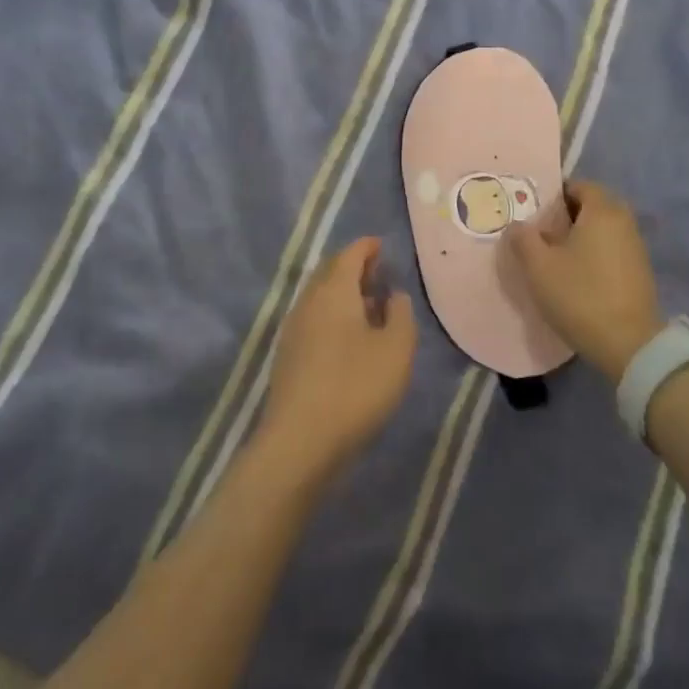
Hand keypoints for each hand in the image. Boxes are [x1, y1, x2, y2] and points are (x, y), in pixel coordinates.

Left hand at [257, 238, 416, 481]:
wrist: (300, 441)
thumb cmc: (355, 387)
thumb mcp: (396, 349)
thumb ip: (400, 314)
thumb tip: (393, 294)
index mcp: (334, 290)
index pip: (350, 254)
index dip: (368, 247)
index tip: (384, 246)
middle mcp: (309, 301)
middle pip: (330, 272)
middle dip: (354, 267)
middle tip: (380, 274)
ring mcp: (294, 329)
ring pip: (321, 297)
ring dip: (344, 294)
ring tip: (371, 306)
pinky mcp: (288, 356)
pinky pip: (315, 319)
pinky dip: (334, 315)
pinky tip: (351, 338)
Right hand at [507, 180, 661, 378]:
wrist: (628, 344)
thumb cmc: (580, 295)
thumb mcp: (539, 267)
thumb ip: (523, 239)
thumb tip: (517, 224)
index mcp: (602, 211)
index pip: (580, 186)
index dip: (556, 194)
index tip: (536, 212)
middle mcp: (624, 222)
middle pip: (594, 206)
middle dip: (568, 215)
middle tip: (543, 233)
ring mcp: (636, 247)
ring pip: (604, 229)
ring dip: (583, 236)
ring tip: (557, 256)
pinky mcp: (640, 272)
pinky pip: (613, 249)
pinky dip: (596, 253)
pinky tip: (579, 275)